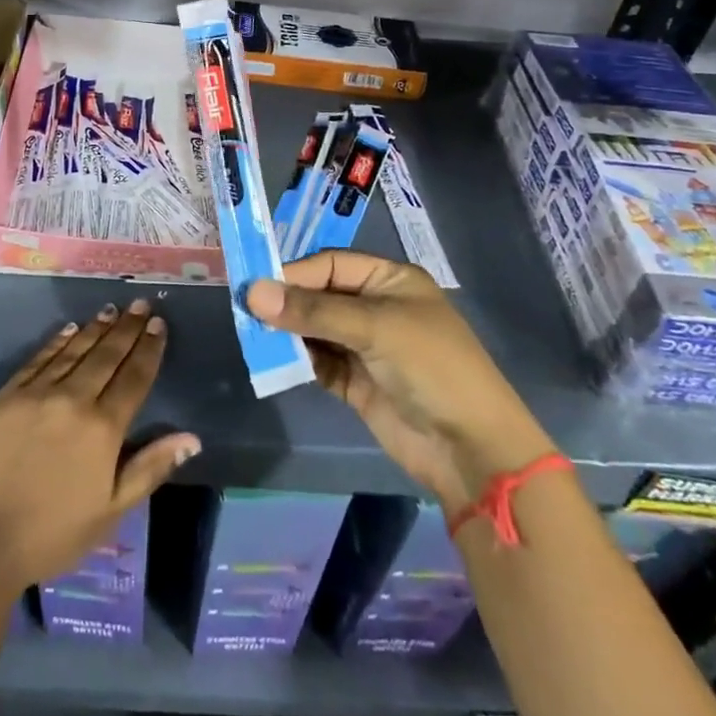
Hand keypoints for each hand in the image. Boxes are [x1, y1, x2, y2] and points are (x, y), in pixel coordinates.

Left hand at [0, 302, 199, 589]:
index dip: (149, 349)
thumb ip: (150, 468)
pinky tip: (69, 329)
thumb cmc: (52, 533)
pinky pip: (39, 359)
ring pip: (74, 351)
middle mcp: (73, 399)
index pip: (134, 378)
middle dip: (127, 329)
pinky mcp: (7, 395)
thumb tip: (191, 437)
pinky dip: (57, 341)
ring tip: (112, 310)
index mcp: (103, 428)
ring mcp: (37, 393)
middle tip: (140, 304)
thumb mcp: (111, 511)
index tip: (158, 325)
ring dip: (96, 328)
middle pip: (106, 356)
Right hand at [247, 252, 553, 513]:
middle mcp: (376, 307)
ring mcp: (365, 346)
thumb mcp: (375, 328)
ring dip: (287, 332)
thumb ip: (312, 311)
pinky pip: (317, 362)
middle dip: (287, 303)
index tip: (256, 288)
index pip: (330, 265)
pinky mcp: (356, 382)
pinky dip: (296, 360)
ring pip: (314, 329)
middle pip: (319, 295)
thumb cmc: (431, 367)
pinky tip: (273, 361)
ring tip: (253, 336)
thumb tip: (252, 292)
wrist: (471, 449)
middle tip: (245, 312)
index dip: (294, 274)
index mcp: (390, 280)